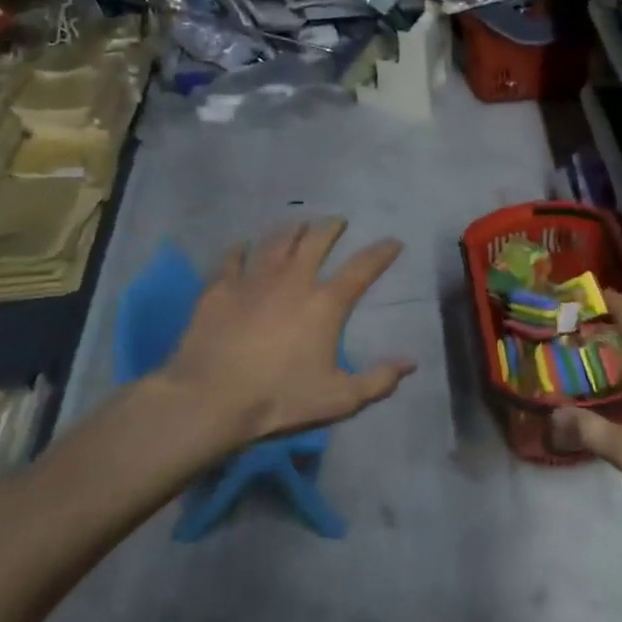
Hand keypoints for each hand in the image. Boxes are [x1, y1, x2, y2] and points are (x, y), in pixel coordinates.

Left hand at [152, 219, 416, 458]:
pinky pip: (233, 258)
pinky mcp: (221, 288)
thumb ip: (378, 381)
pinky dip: (241, 249)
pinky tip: (243, 245)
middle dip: (331, 227)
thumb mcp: (338, 399)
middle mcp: (293, 280)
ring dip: (291, 229)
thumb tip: (410, 364)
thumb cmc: (279, 398)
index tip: (393, 242)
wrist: (211, 398)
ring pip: (276, 241)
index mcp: (325, 304)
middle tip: (337, 221)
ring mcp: (254, 280)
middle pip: (316, 241)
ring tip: (298, 223)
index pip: (361, 269)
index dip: (381, 253)